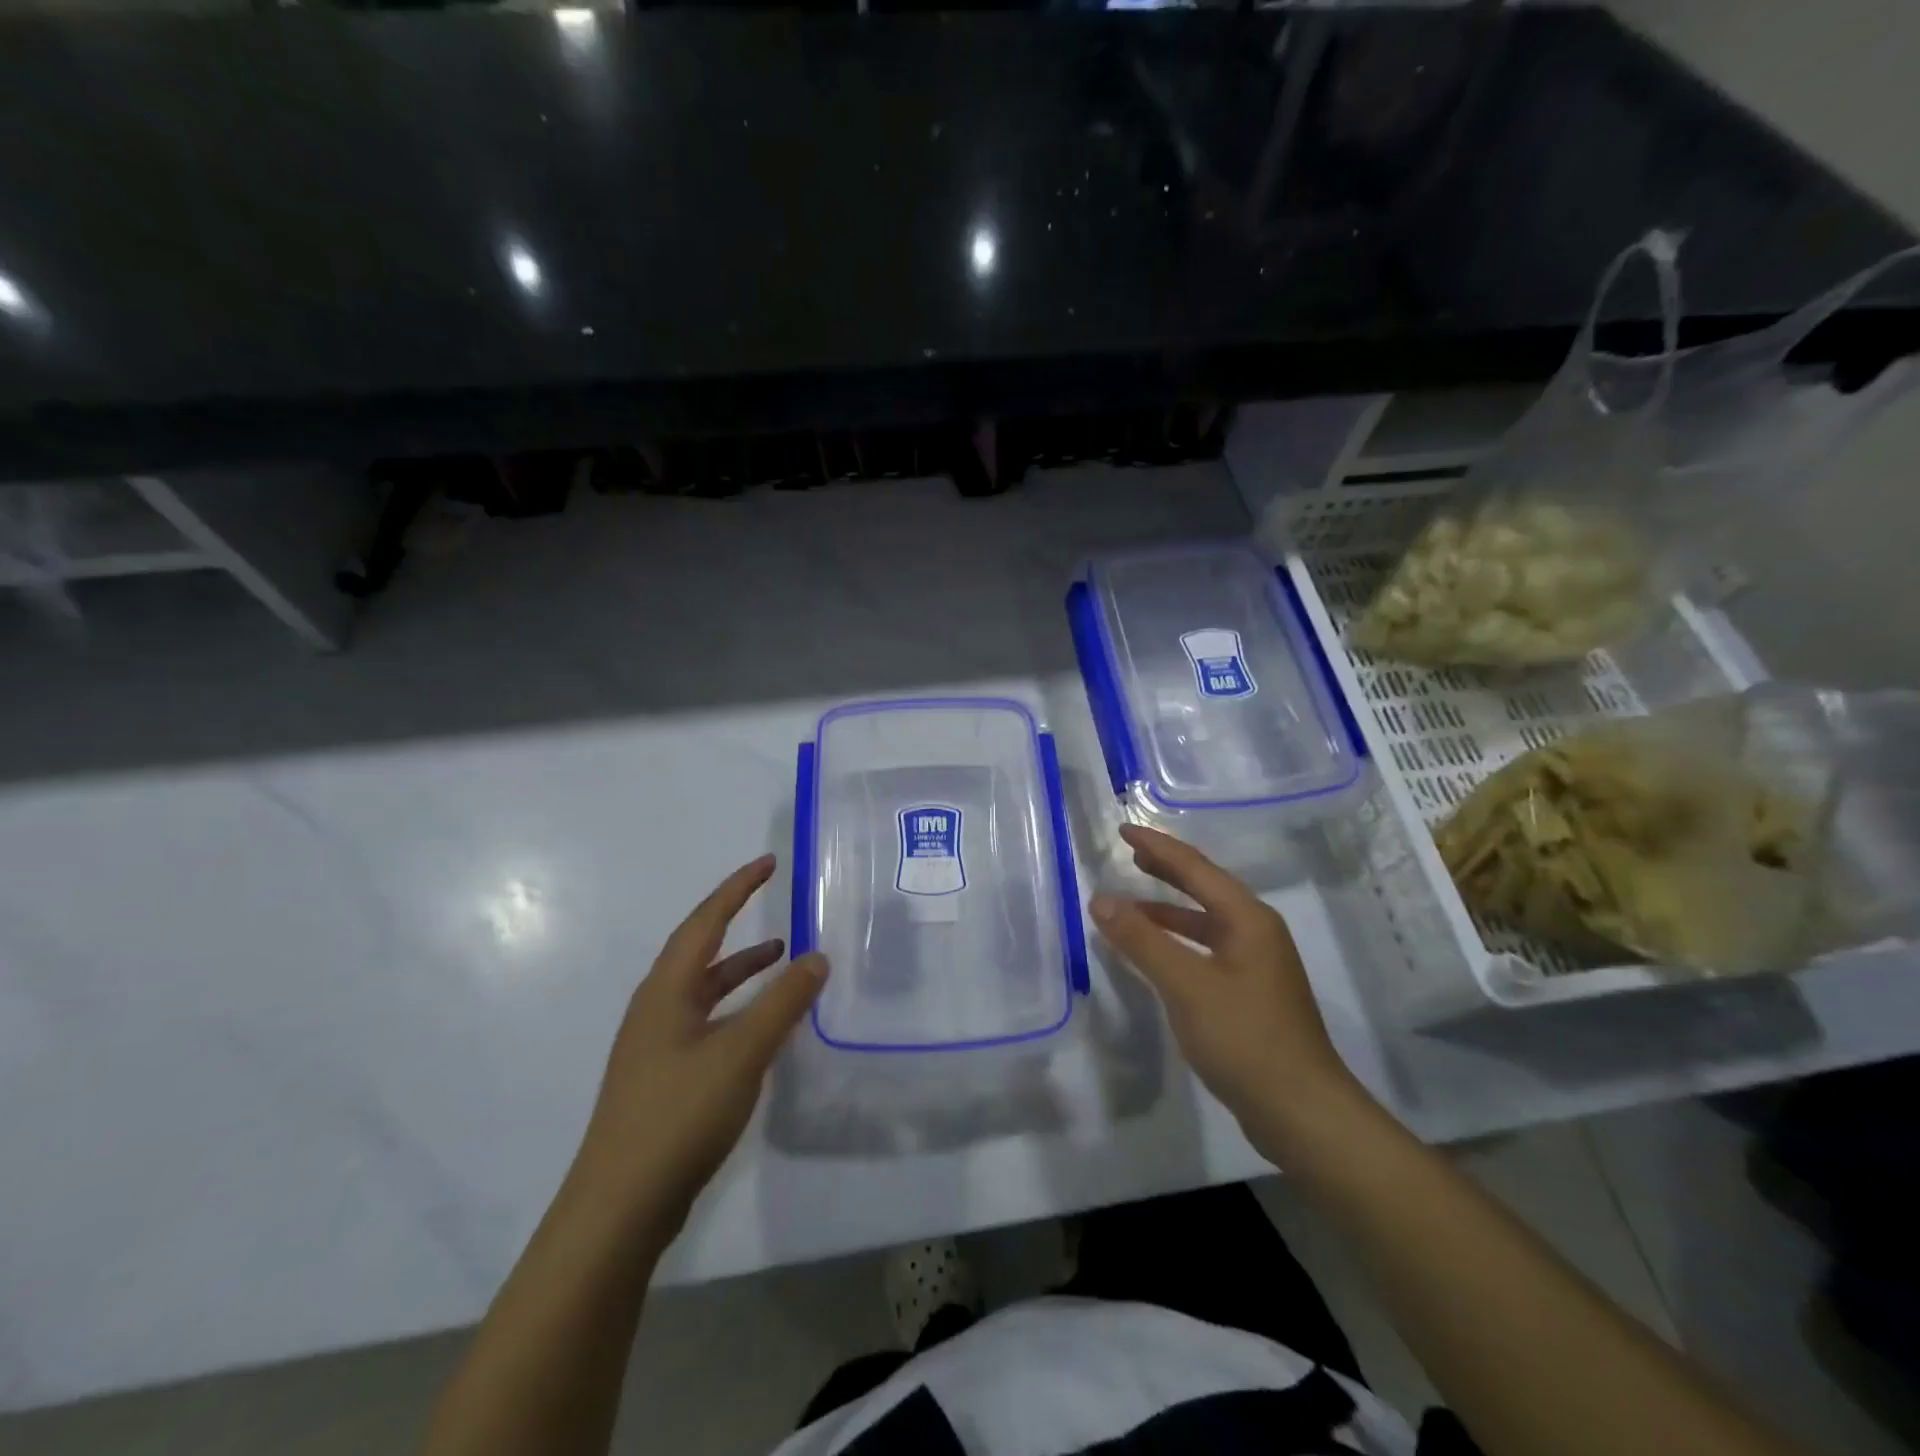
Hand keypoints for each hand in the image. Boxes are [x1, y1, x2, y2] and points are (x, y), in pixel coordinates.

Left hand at [573, 854, 826, 1235]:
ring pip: (704, 990)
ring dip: (740, 969)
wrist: (620, 1208)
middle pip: (700, 950)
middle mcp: (656, 1009)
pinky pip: (707, 1022)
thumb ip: (783, 1002)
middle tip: (775, 902)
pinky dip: (738, 1009)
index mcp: (666, 990)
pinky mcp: (664, 1079)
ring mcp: (656, 1046)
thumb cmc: (679, 1113)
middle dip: (737, 922)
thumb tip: (817, 956)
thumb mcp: (742, 1051)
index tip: (767, 862)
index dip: (737, 888)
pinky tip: (762, 1028)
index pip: (705, 921)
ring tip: (782, 958)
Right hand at [1090, 825, 1364, 1149]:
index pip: (1195, 868)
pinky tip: (1155, 955)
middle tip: (1129, 855)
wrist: (1302, 1112)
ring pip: (1205, 922)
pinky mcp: (1250, 993)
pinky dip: (1177, 942)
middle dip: (1166, 870)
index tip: (1123, 830)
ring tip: (1132, 903)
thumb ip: (1141, 940)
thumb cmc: (1244, 1038)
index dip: (1157, 847)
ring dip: (1169, 910)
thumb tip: (1101, 899)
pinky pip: (1206, 950)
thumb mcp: (1185, 985)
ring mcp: (1256, 964)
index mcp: (1248, 918)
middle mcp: (1256, 932)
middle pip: (1204, 888)